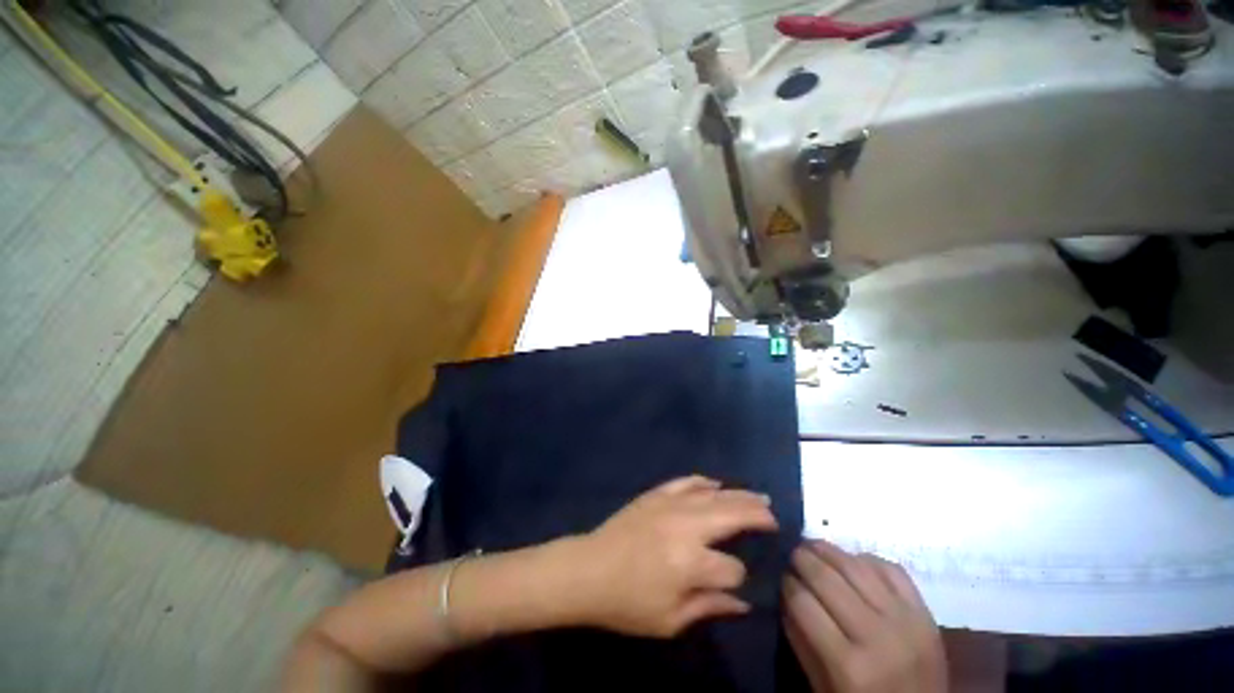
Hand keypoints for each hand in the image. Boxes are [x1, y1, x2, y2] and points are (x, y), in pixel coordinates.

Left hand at [566, 475, 778, 637]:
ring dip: (739, 495)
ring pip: (714, 495)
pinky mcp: (656, 494)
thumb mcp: (669, 620)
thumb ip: (709, 607)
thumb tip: (743, 602)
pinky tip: (716, 483)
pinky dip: (704, 481)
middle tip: (774, 515)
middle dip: (757, 515)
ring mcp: (671, 505)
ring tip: (759, 497)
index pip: (732, 568)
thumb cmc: (627, 603)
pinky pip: (686, 482)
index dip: (739, 578)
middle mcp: (687, 527)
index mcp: (691, 564)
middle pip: (732, 515)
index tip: (735, 583)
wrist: (589, 569)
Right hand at [782, 541, 945, 692]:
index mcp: (850, 666)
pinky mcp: (925, 613)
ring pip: (856, 566)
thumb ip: (800, 641)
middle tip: (790, 552)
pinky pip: (891, 569)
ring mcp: (906, 621)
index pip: (804, 603)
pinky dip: (866, 559)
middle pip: (827, 579)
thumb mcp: (823, 687)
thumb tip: (783, 594)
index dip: (786, 582)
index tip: (779, 575)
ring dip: (828, 549)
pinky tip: (852, 560)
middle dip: (801, 558)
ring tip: (812, 545)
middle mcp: (878, 636)